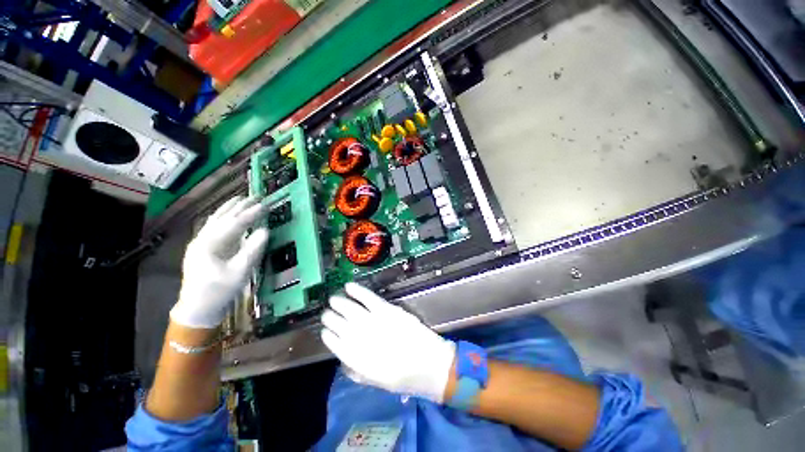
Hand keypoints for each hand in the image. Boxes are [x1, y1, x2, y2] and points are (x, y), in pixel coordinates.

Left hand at [170, 196, 269, 328]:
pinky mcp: (203, 248)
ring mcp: (200, 243)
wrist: (198, 309)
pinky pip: (214, 227)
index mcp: (208, 245)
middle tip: (256, 196)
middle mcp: (201, 240)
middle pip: (222, 217)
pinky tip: (229, 214)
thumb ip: (252, 250)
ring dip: (229, 208)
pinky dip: (224, 217)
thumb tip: (265, 231)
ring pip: (215, 220)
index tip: (265, 205)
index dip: (250, 214)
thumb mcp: (239, 273)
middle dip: (239, 206)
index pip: (233, 224)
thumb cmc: (219, 292)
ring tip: (242, 199)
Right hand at [321, 283, 455, 402]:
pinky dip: (357, 291)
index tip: (324, 331)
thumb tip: (343, 359)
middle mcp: (360, 339)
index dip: (328, 336)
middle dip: (330, 318)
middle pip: (339, 325)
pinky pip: (367, 297)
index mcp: (356, 360)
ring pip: (349, 309)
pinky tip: (348, 286)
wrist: (429, 364)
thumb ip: (356, 371)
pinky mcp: (386, 310)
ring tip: (333, 300)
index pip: (335, 345)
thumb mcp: (376, 382)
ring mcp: (373, 322)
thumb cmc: (404, 377)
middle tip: (327, 313)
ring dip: (339, 303)